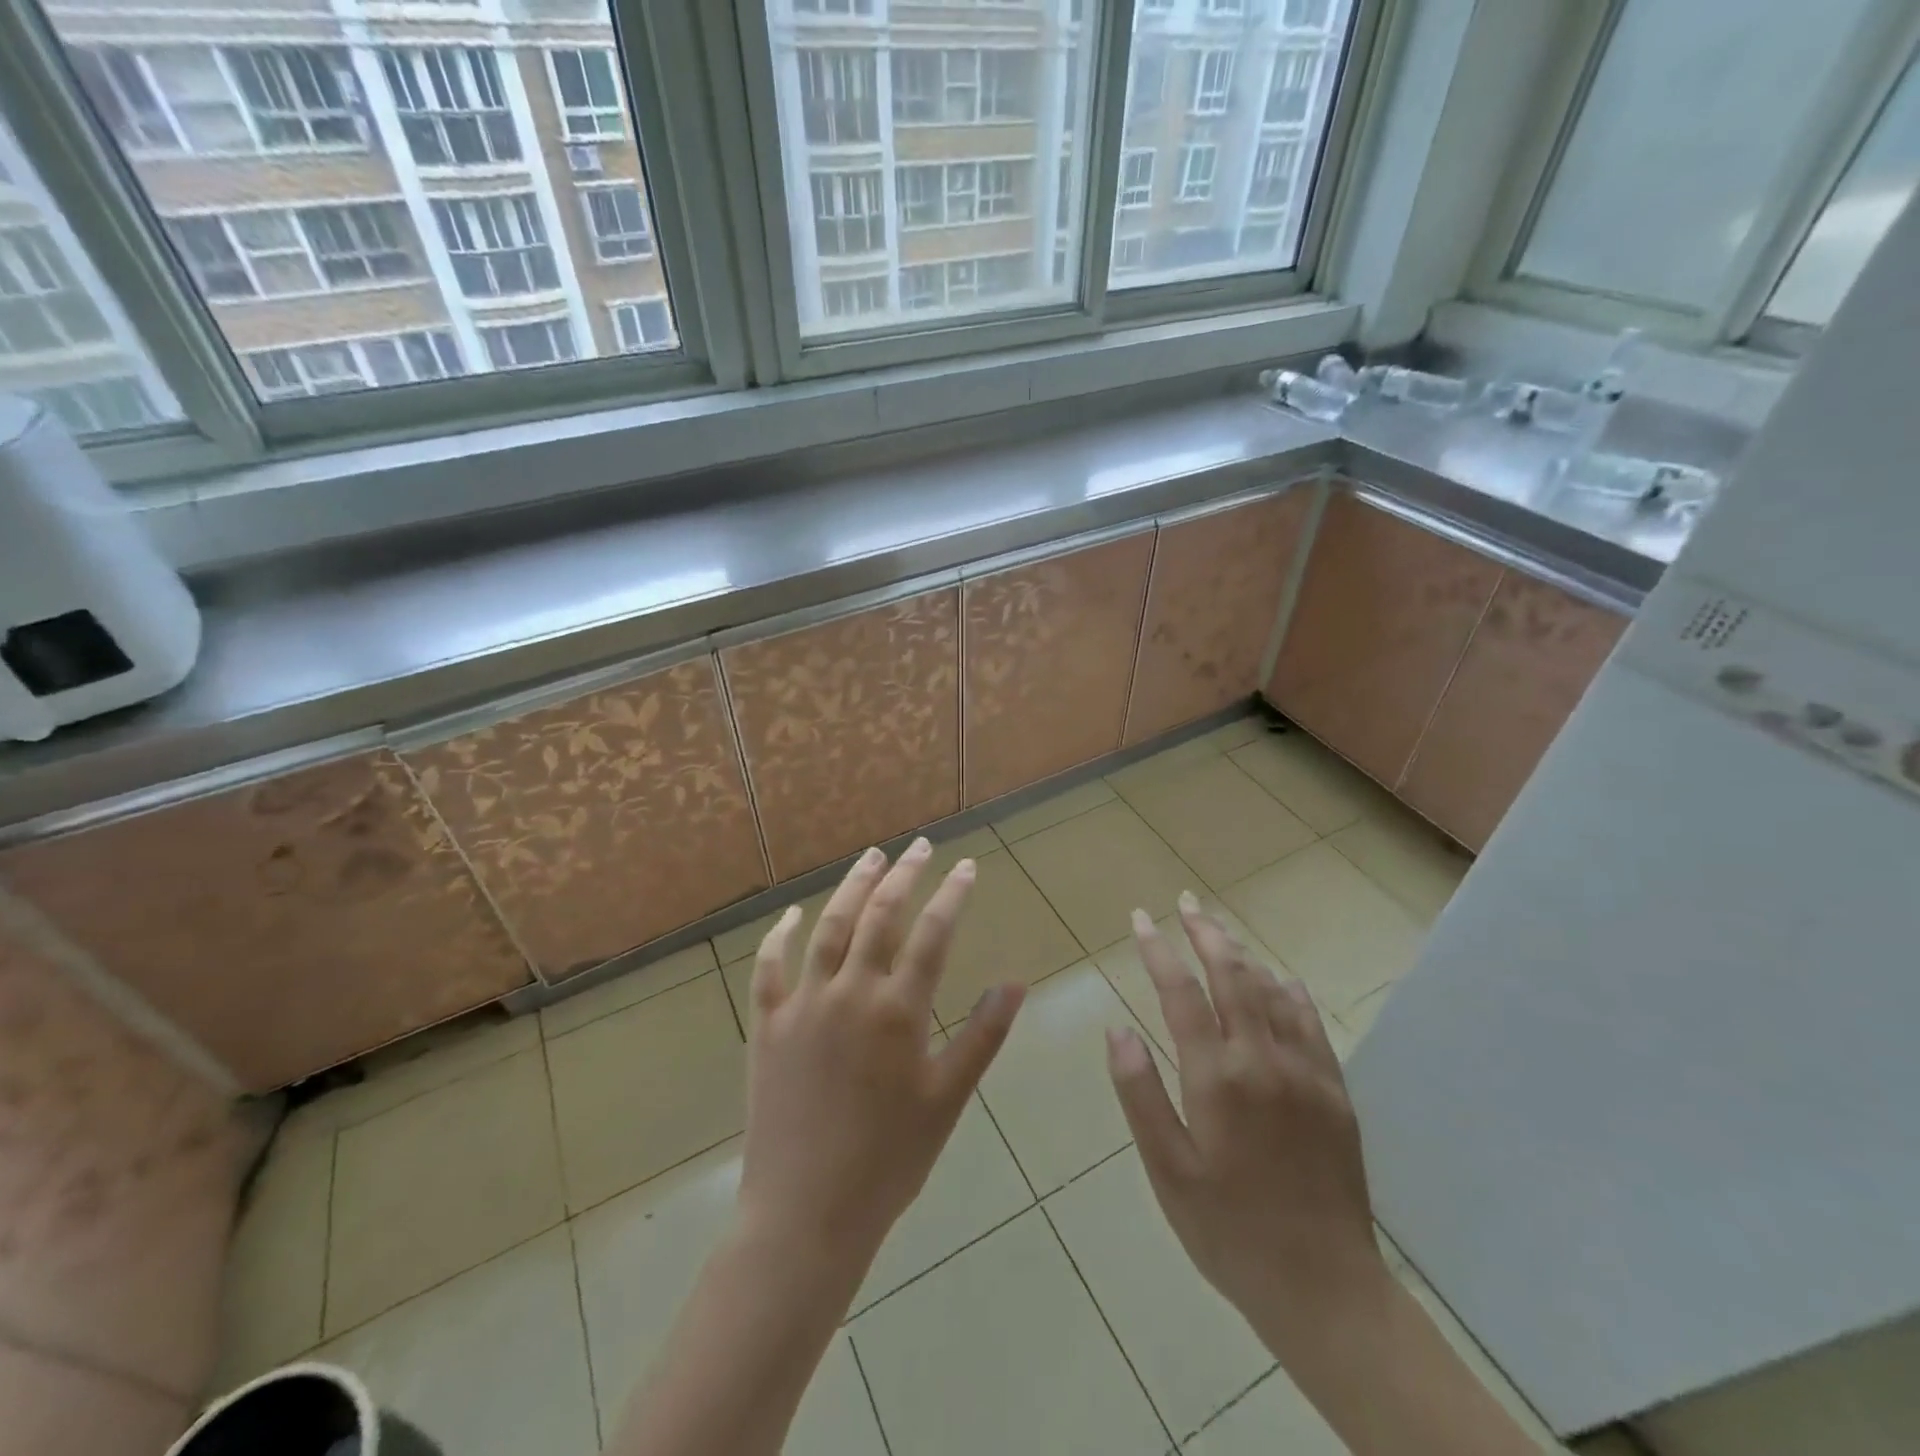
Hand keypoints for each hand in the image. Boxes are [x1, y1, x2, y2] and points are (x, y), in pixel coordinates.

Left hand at [738, 838, 1024, 1265]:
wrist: (806, 1214)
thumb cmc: (889, 1161)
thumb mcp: (947, 1099)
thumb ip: (982, 1035)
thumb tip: (1015, 982)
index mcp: (898, 1010)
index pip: (932, 933)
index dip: (952, 894)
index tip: (966, 866)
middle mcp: (850, 993)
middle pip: (880, 915)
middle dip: (905, 875)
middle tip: (920, 846)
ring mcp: (803, 1005)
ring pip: (829, 927)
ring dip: (852, 887)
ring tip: (871, 857)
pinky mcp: (768, 1026)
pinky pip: (770, 969)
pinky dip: (780, 937)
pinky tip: (791, 916)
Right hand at [1106, 894, 1388, 1361]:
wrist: (1324, 1289)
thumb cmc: (1227, 1230)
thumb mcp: (1167, 1169)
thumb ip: (1140, 1093)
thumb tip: (1117, 1028)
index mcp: (1216, 1078)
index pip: (1182, 994)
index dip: (1158, 951)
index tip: (1141, 919)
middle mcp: (1262, 1061)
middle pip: (1232, 976)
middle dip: (1206, 933)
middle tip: (1186, 902)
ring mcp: (1305, 1073)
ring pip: (1271, 991)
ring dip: (1242, 955)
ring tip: (1220, 930)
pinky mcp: (1334, 1092)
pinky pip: (1310, 1024)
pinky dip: (1289, 992)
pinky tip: (1280, 979)